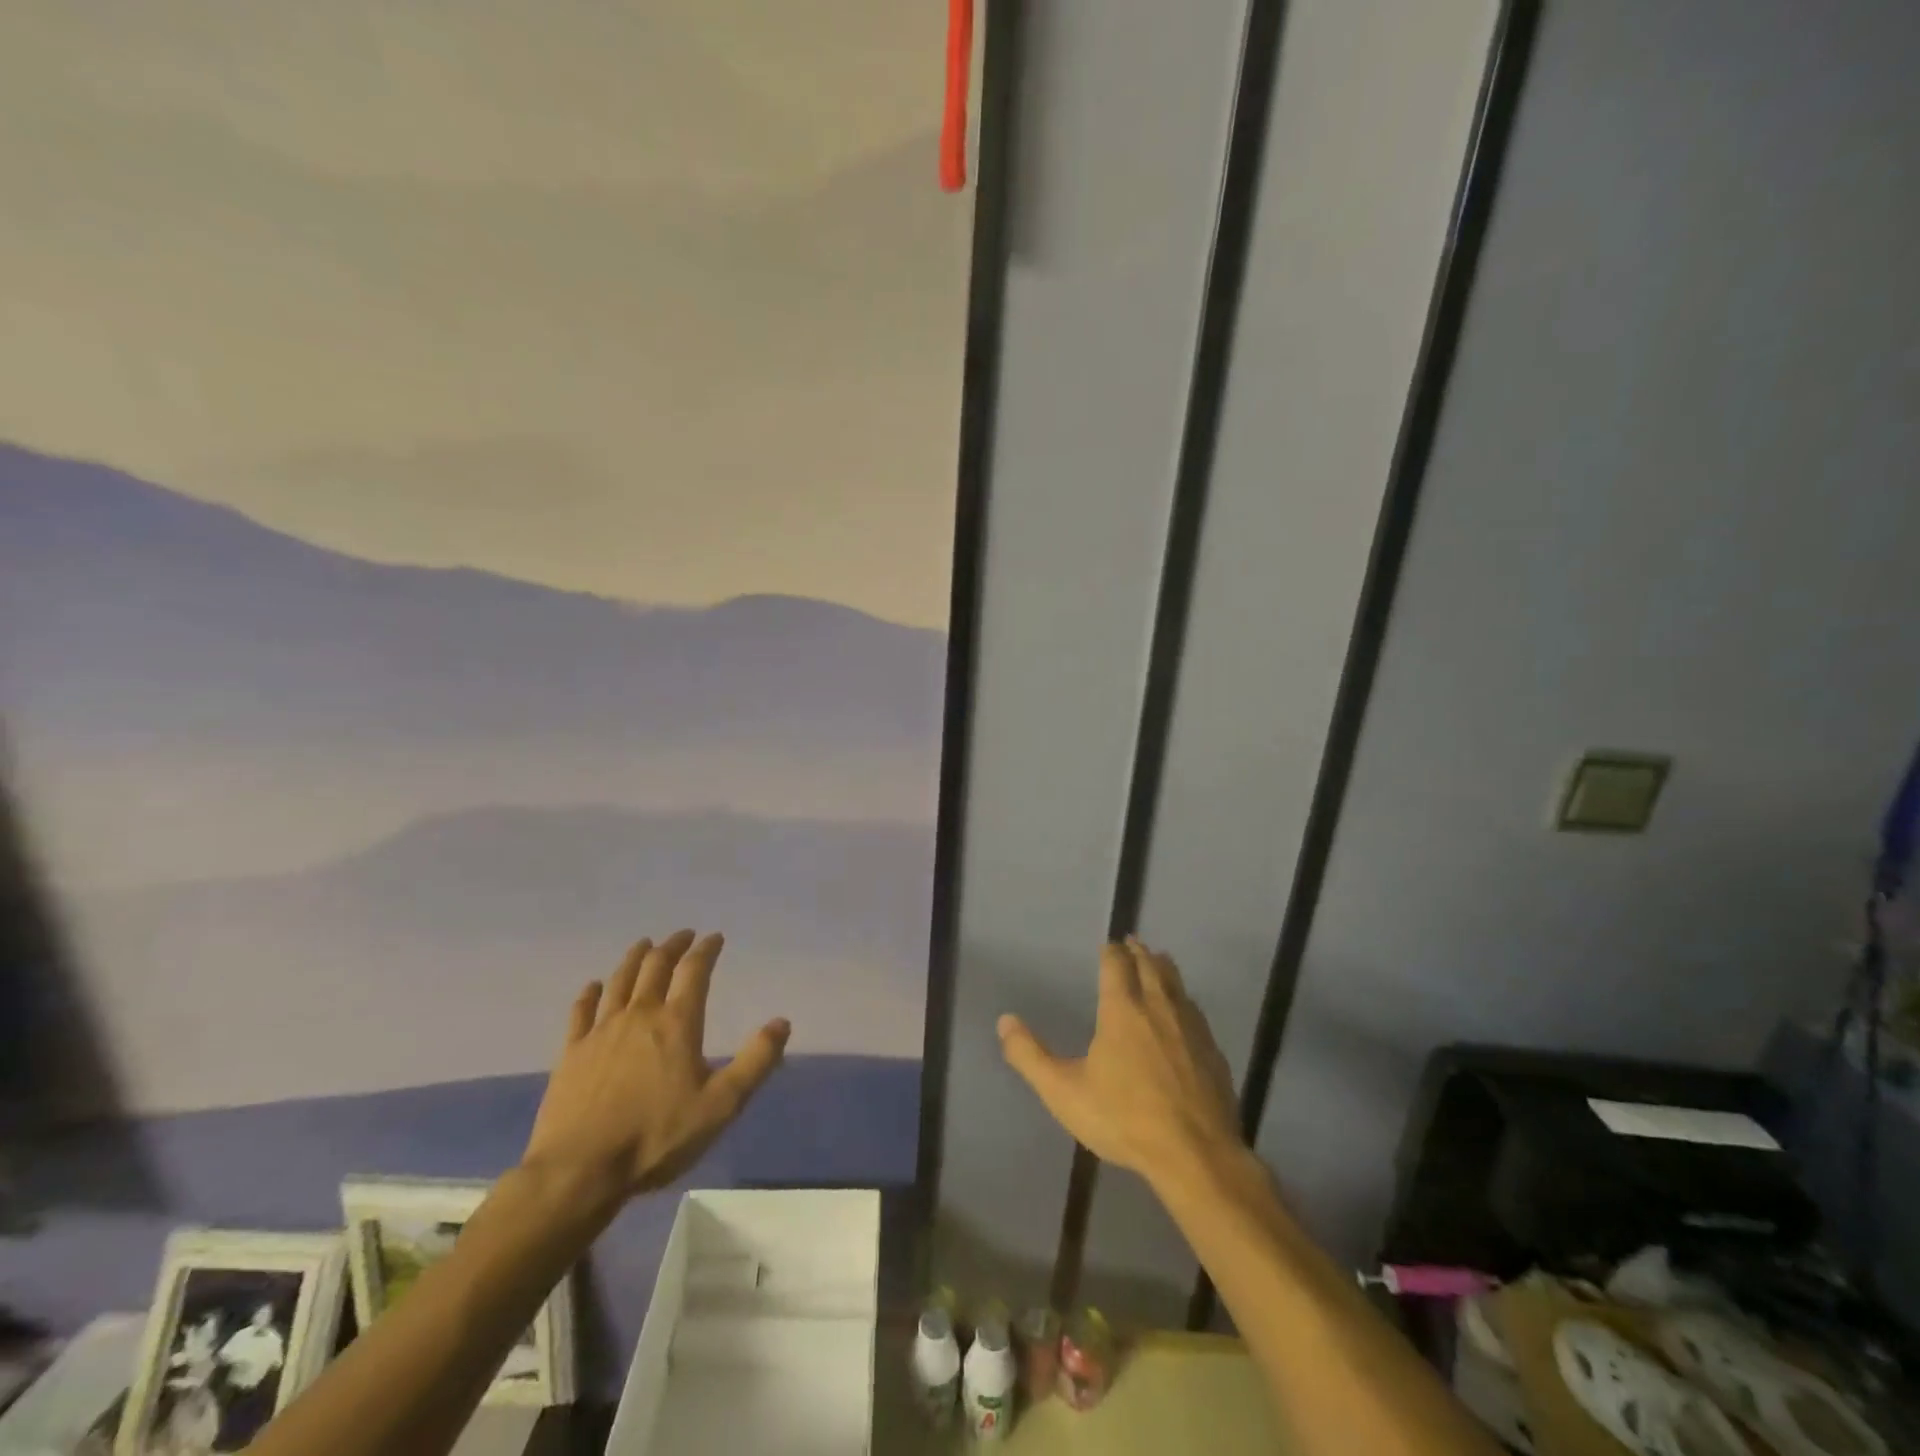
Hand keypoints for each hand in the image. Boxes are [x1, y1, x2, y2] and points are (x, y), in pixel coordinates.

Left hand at [521, 930, 789, 1204]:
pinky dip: (590, 993)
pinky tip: (594, 986)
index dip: (706, 950)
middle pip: (655, 966)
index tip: (715, 938)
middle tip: (683, 936)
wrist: (579, 1171)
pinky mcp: (571, 1053)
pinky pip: (581, 1011)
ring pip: (619, 981)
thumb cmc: (657, 1137)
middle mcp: (639, 1015)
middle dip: (672, 946)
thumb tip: (781, 1022)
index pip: (695, 971)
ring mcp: (601, 1032)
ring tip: (644, 945)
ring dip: (635, 958)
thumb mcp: (721, 1105)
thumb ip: (755, 1061)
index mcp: (677, 1023)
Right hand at [998, 937, 1242, 1188]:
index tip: (1108, 945)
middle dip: (1139, 952)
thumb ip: (1030, 1056)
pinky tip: (1185, 1013)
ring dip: (1164, 969)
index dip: (1111, 952)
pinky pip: (1195, 1012)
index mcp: (1122, 1009)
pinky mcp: (1212, 1051)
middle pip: (1150, 966)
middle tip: (1134, 943)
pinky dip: (1185, 1001)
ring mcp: (1191, 1027)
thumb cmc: (1124, 1118)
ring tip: (1159, 962)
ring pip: (1177, 984)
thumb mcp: (1064, 1092)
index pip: (1116, 964)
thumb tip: (1005, 1021)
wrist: (1195, 1154)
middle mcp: (1158, 1006)